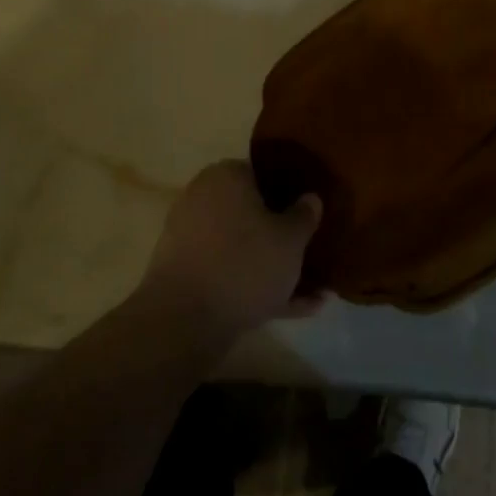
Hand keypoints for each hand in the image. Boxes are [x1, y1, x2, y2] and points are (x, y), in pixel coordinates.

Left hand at [141, 161, 323, 343]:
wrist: (182, 322)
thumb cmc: (244, 264)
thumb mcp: (291, 239)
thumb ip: (304, 215)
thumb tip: (309, 198)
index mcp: (226, 176)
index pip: (263, 173)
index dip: (290, 191)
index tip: (310, 212)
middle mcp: (202, 198)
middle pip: (251, 212)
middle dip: (280, 233)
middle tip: (311, 250)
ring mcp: (189, 237)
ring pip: (241, 247)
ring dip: (272, 266)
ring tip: (312, 293)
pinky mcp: (184, 274)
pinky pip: (227, 273)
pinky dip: (255, 287)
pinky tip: (291, 310)